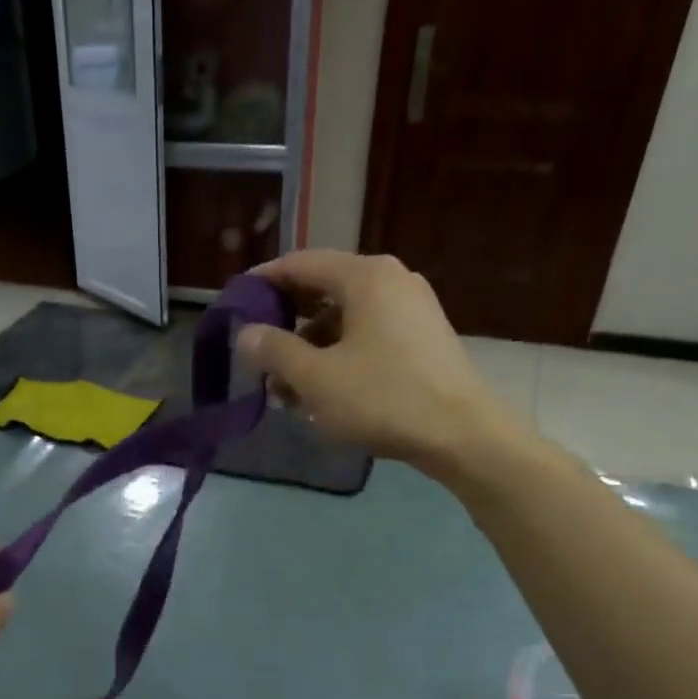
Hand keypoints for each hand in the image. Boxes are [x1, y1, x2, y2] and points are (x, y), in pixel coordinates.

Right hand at [238, 251, 534, 480]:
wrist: (461, 435)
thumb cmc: (382, 399)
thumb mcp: (316, 378)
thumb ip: (274, 351)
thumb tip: (246, 333)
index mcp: (365, 276)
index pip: (300, 263)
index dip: (263, 282)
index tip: (236, 304)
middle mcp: (391, 280)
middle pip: (323, 290)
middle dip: (286, 323)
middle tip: (258, 353)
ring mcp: (412, 308)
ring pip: (345, 318)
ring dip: (310, 347)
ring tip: (287, 389)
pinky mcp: (422, 337)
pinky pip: (368, 335)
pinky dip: (339, 355)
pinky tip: (324, 392)